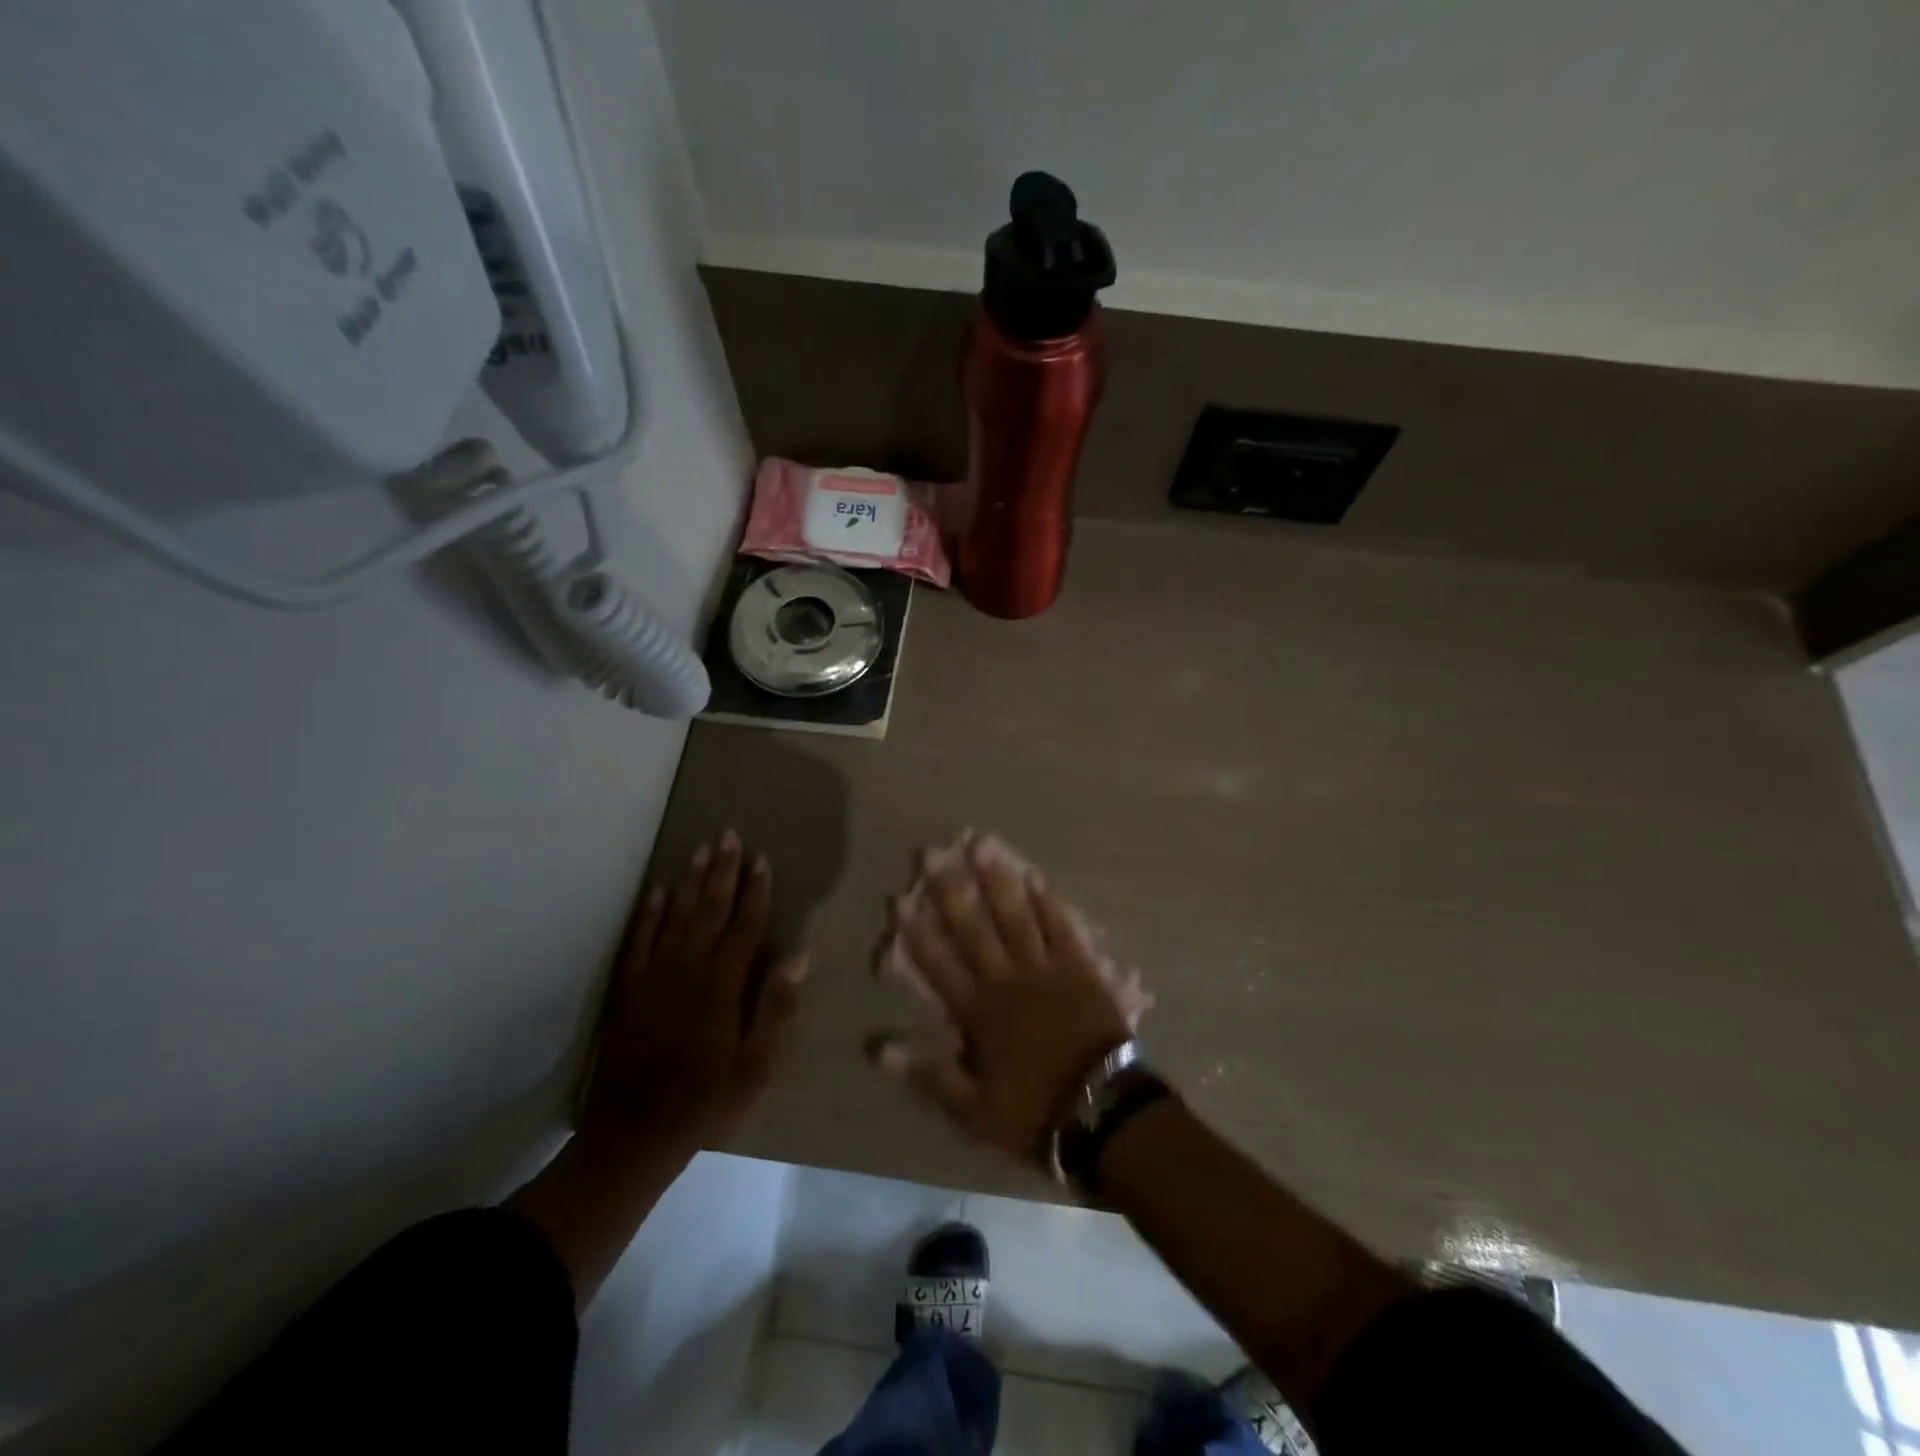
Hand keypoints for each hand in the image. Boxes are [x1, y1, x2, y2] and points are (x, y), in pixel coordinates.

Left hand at [582, 830, 807, 1152]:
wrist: (635, 1134)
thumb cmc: (706, 1101)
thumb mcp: (756, 1066)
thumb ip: (775, 1008)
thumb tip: (799, 957)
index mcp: (722, 985)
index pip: (745, 927)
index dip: (756, 891)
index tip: (763, 860)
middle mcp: (688, 970)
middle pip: (708, 910)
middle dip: (722, 871)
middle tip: (728, 835)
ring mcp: (653, 977)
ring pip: (673, 917)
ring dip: (688, 882)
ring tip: (699, 850)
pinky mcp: (628, 991)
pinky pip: (637, 941)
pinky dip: (646, 914)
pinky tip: (654, 892)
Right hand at [871, 835, 1131, 1165]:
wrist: (1102, 1111)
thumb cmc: (1033, 1111)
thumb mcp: (971, 1109)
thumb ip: (927, 1074)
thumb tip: (879, 1048)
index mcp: (978, 1012)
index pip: (938, 964)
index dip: (917, 932)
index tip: (900, 899)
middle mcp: (1007, 980)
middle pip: (974, 928)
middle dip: (952, 890)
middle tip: (935, 854)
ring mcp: (1045, 968)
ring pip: (1016, 916)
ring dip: (998, 881)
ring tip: (984, 846)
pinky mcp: (1079, 967)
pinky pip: (1061, 927)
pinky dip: (1049, 902)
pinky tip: (1036, 877)